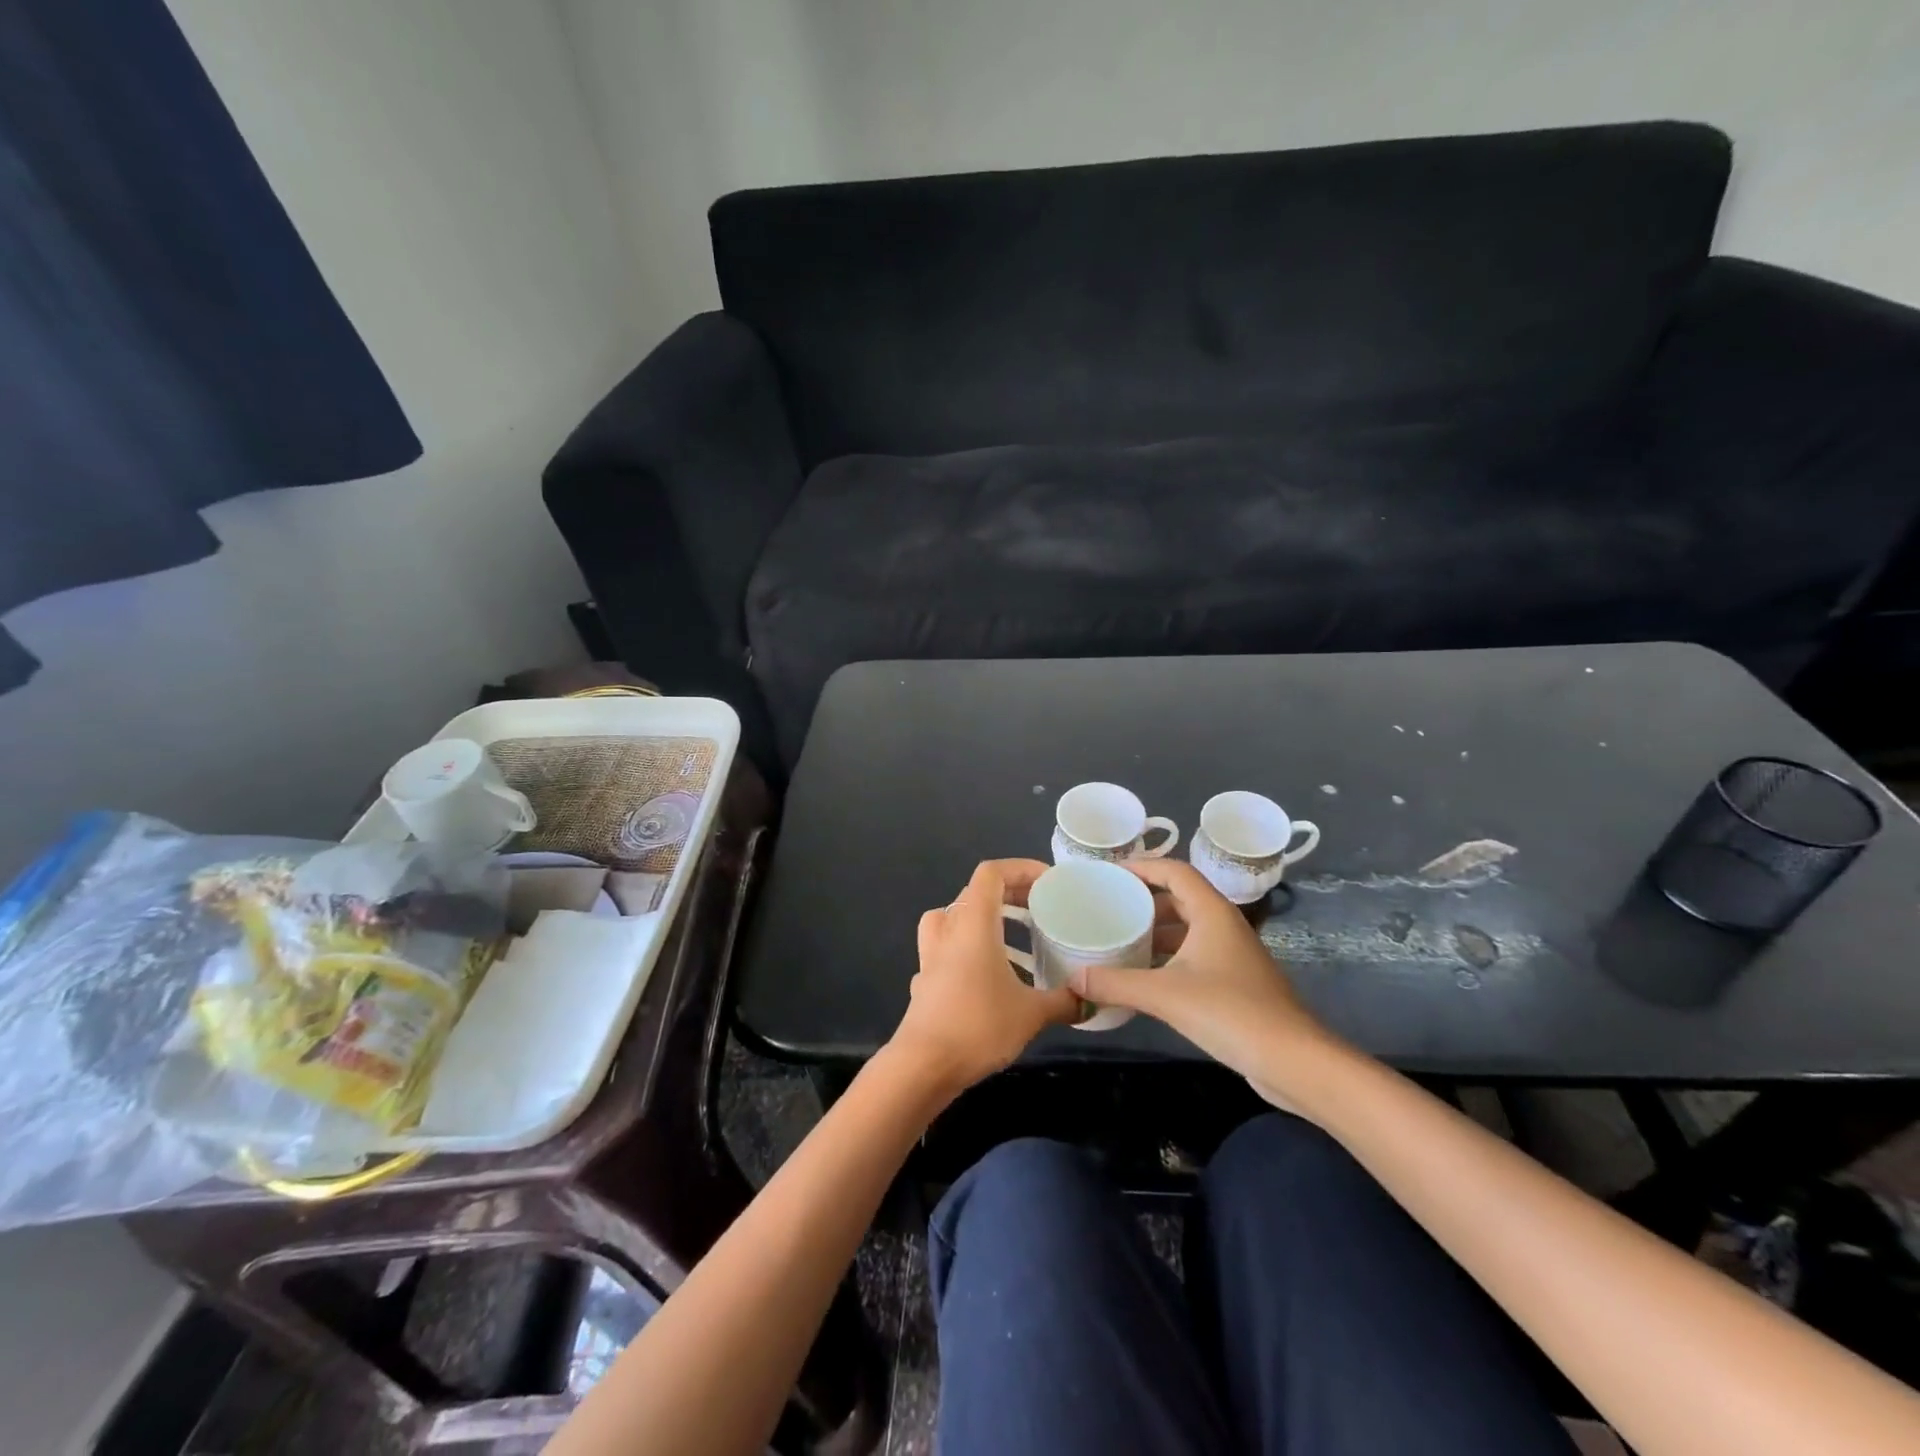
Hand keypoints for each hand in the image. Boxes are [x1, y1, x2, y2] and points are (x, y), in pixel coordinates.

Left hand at [886, 859, 1082, 1097]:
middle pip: (975, 892)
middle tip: (1040, 908)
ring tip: (1012, 935)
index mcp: (972, 922)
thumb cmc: (978, 1025)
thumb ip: (1064, 1002)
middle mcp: (948, 929)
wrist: (922, 1066)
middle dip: (1010, 893)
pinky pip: (946, 947)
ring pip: (954, 917)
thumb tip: (1090, 1000)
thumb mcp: (1031, 1013)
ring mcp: (930, 954)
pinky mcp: (924, 979)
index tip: (1049, 882)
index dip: (1020, 868)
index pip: (991, 873)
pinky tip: (985, 973)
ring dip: (983, 917)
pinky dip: (967, 948)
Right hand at [1068, 859, 1331, 1084]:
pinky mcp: (1235, 982)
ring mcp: (1232, 955)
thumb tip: (1073, 980)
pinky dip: (1168, 957)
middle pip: (1179, 898)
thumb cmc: (1231, 1013)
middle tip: (1107, 907)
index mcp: (1212, 913)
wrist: (1294, 1061)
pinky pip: (1194, 955)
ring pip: (1187, 929)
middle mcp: (1224, 925)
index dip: (1142, 867)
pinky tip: (1144, 976)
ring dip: (1155, 931)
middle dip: (1143, 900)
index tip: (1108, 874)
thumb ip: (1116, 984)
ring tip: (1118, 938)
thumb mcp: (1166, 995)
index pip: (1175, 871)